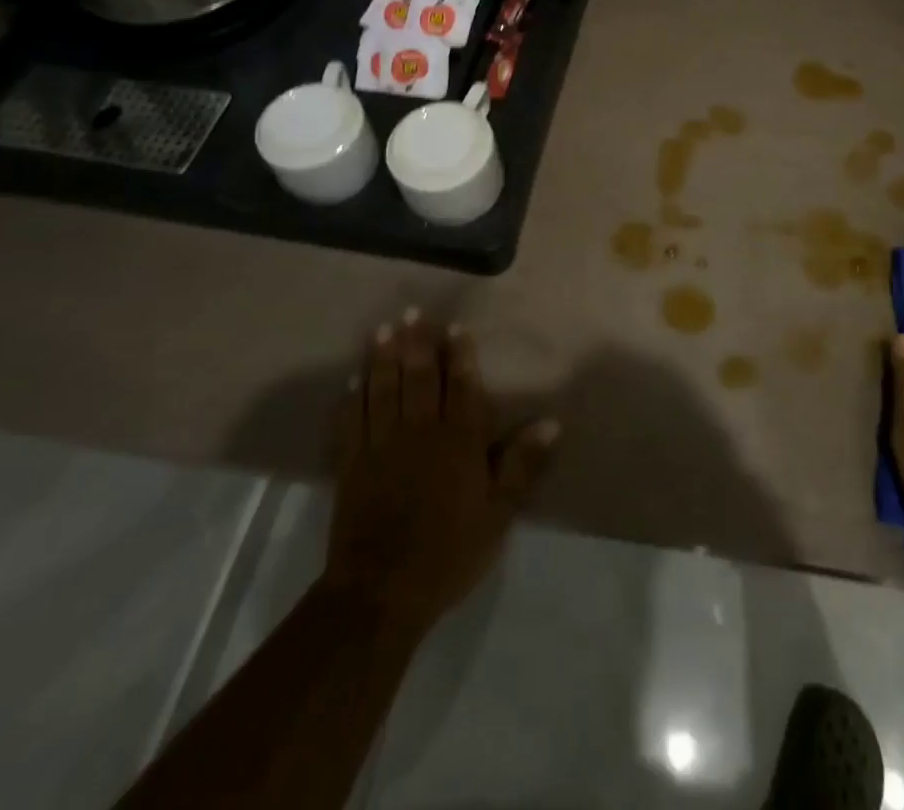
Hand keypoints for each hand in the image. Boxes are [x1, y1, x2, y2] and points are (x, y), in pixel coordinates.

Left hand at [325, 315, 557, 633]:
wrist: (382, 591)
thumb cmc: (450, 552)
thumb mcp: (499, 514)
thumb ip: (522, 464)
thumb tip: (551, 422)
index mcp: (459, 441)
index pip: (461, 386)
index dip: (459, 355)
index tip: (455, 328)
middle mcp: (420, 431)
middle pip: (418, 378)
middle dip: (416, 343)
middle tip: (411, 312)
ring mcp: (381, 445)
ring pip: (383, 390)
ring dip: (383, 357)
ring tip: (384, 329)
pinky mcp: (352, 464)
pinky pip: (352, 420)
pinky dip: (353, 396)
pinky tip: (355, 379)